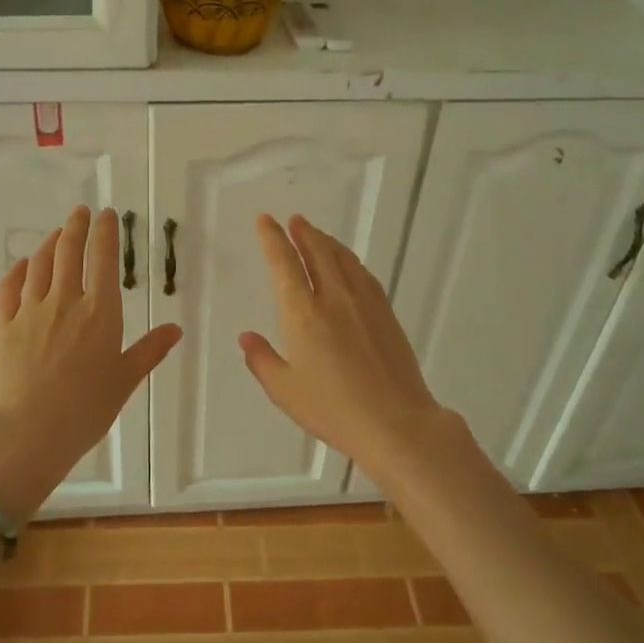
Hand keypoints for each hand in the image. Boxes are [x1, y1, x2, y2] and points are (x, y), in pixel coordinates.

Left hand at [0, 206, 181, 514]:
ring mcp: (30, 311)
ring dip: (49, 243)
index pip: (103, 259)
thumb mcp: (125, 381)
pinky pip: (9, 288)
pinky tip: (21, 264)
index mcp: (99, 312)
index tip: (107, 215)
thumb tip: (175, 328)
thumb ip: (149, 350)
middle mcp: (65, 301)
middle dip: (76, 227)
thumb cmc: (85, 410)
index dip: (106, 232)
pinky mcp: (4, 325)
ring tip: (56, 233)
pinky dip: (17, 270)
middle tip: (80, 212)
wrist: (28, 432)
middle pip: (68, 252)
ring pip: (39, 264)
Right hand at [239, 214, 455, 477]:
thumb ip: (262, 360)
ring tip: (315, 233)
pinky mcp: (386, 314)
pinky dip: (349, 260)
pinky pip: (363, 274)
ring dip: (326, 241)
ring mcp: (364, 303)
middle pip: (316, 252)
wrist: (396, 423)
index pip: (284, 264)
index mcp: (302, 314)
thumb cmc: (333, 410)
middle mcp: (333, 298)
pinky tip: (348, 264)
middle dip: (302, 233)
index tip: (265, 221)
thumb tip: (247, 338)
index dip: (272, 239)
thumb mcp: (285, 391)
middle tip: (293, 220)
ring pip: (342, 259)